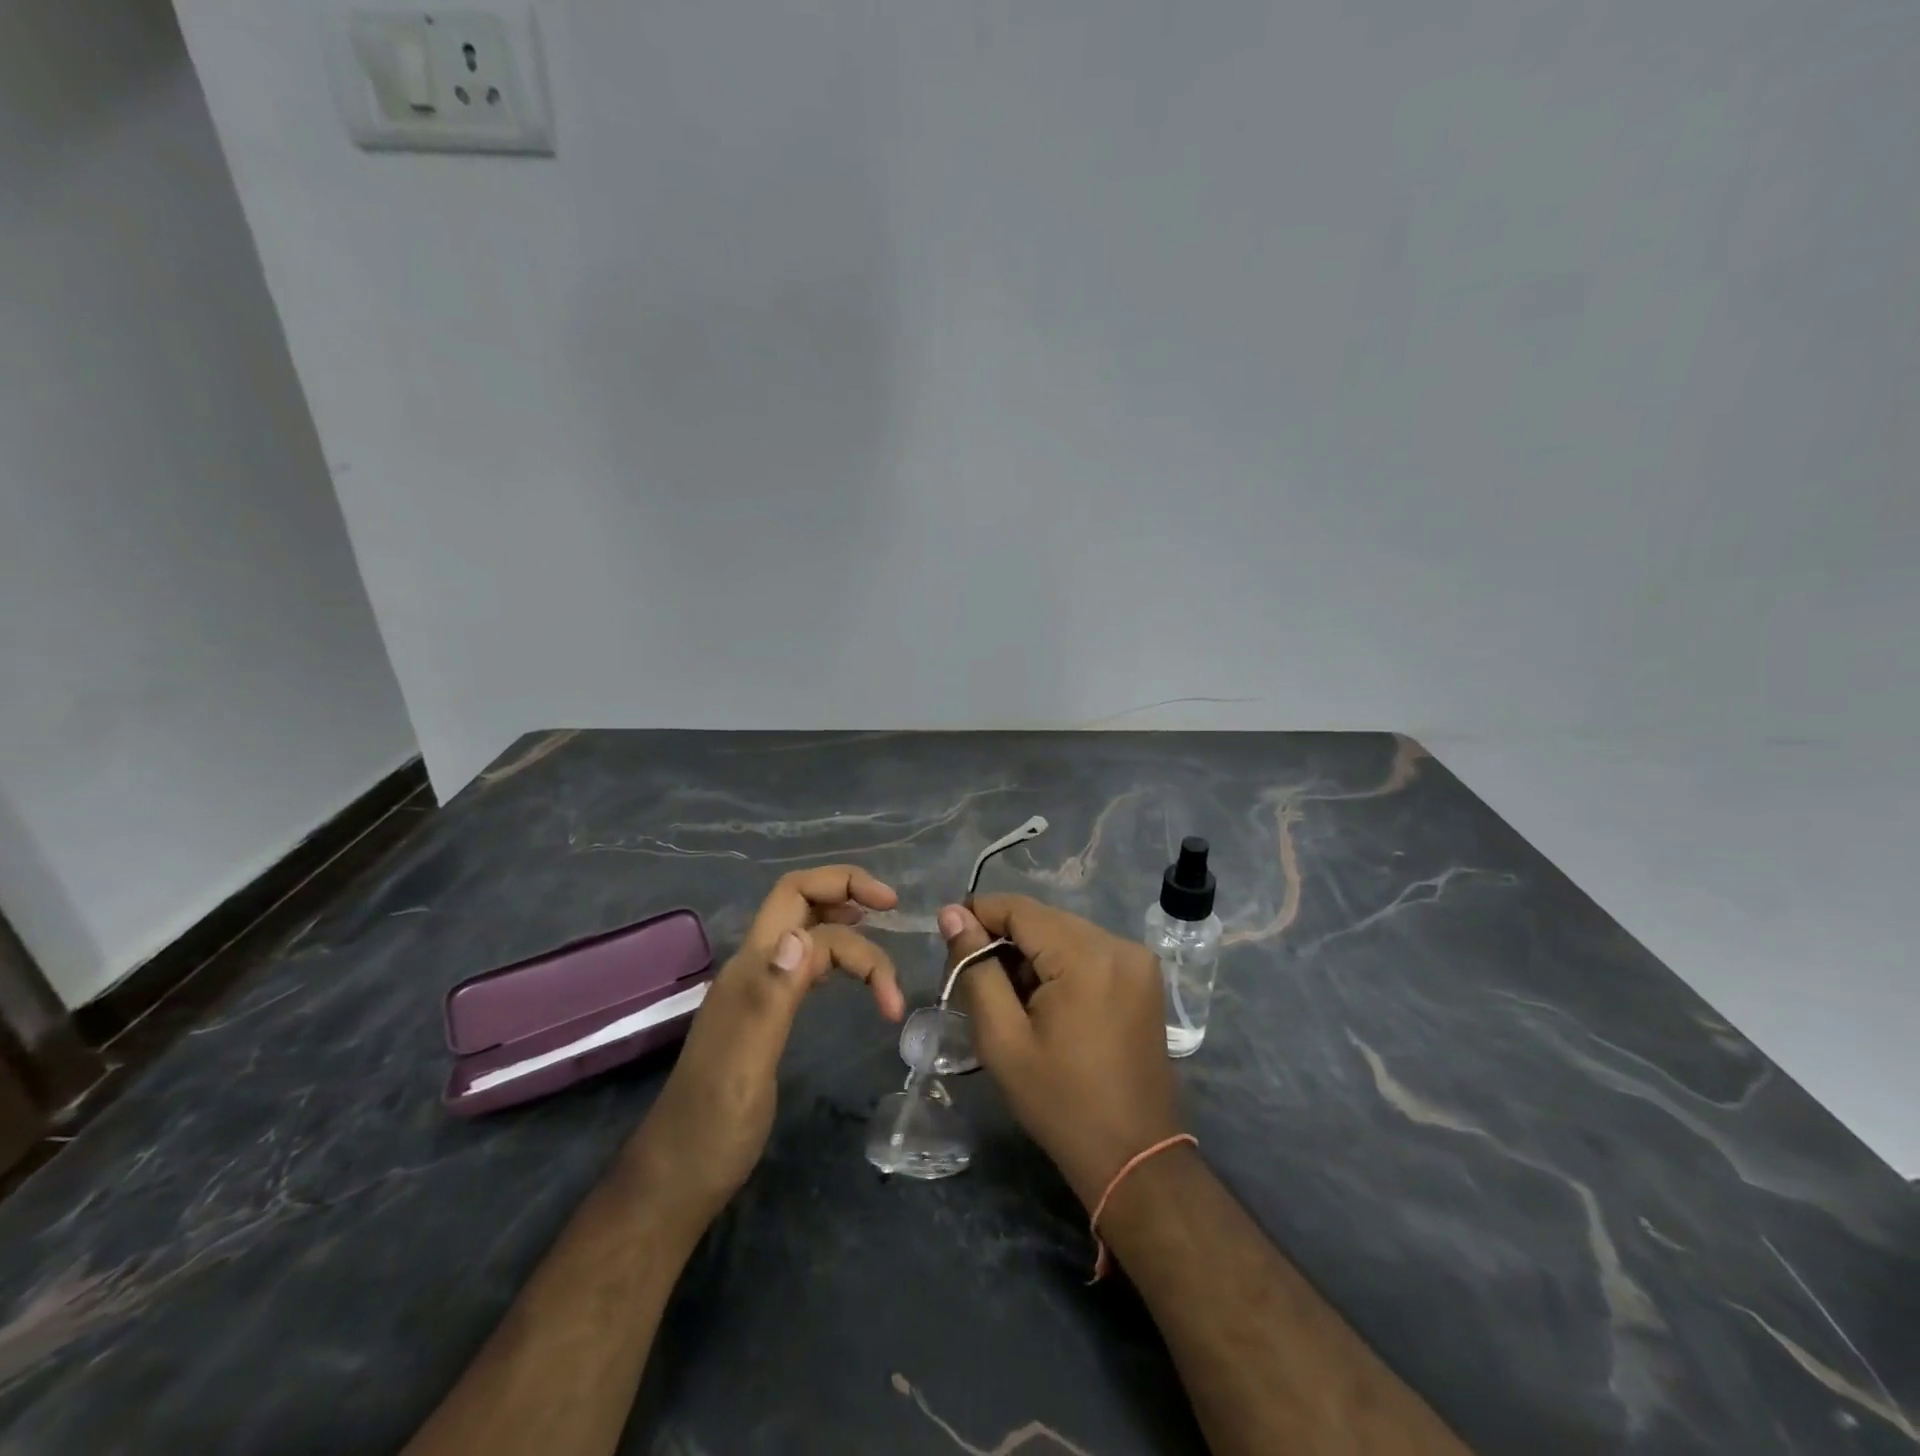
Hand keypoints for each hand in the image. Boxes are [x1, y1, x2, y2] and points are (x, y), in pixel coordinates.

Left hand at [626, 867, 904, 1225]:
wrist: (679, 1179)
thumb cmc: (714, 1130)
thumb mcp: (745, 1066)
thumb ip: (771, 998)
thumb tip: (801, 936)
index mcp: (749, 970)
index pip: (799, 901)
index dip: (846, 893)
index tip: (893, 916)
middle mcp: (753, 968)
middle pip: (799, 901)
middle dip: (846, 891)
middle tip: (893, 911)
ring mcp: (759, 990)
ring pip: (806, 931)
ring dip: (847, 927)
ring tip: (881, 940)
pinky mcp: (768, 1013)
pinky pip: (807, 965)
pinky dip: (838, 958)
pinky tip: (852, 973)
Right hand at [938, 894, 1182, 1210]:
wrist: (1133, 1156)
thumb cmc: (1060, 1103)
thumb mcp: (1003, 1039)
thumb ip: (976, 969)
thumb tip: (951, 914)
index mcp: (1086, 956)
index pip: (1020, 908)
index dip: (978, 914)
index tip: (948, 939)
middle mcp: (1118, 944)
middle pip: (1044, 919)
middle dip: (1004, 939)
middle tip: (972, 977)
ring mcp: (1137, 959)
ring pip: (1065, 933)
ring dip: (1031, 953)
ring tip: (1008, 996)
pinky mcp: (1144, 976)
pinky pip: (1089, 950)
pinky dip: (1060, 963)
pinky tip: (1044, 1000)